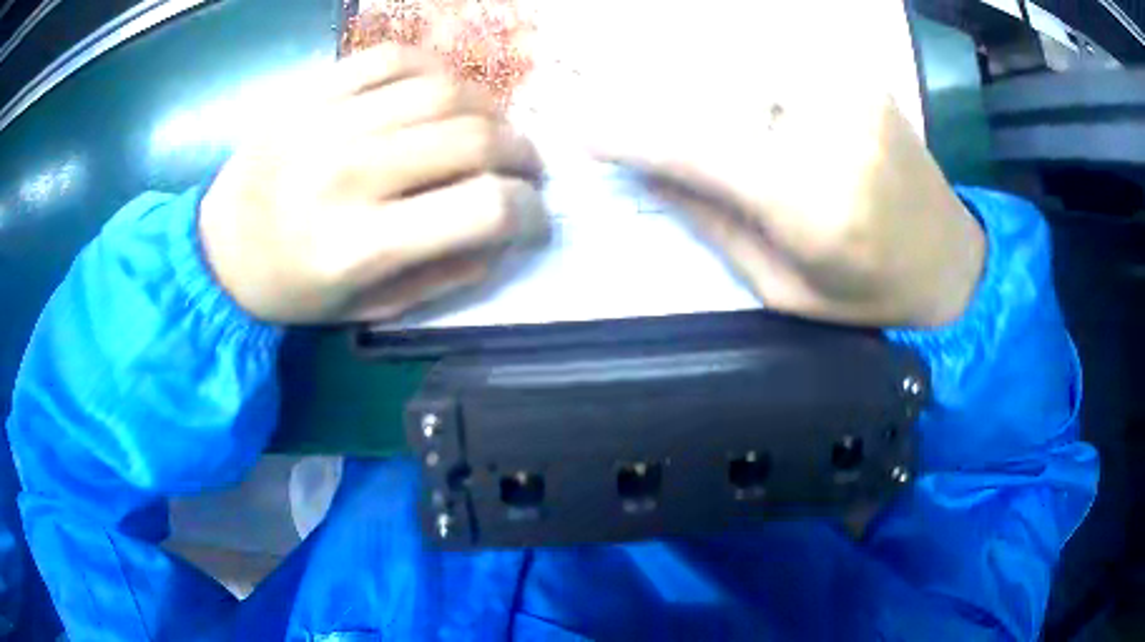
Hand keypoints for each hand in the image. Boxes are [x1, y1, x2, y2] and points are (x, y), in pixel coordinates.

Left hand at [199, 45, 548, 323]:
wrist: (218, 248)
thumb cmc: (292, 289)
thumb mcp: (369, 309)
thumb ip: (445, 274)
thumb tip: (507, 230)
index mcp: (359, 244)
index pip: (482, 207)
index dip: (529, 210)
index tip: (534, 217)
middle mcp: (347, 173)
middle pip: (474, 136)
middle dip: (523, 153)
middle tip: (525, 168)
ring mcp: (327, 121)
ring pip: (444, 88)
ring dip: (488, 108)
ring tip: (490, 129)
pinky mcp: (313, 91)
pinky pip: (395, 57)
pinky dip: (436, 69)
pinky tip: (441, 94)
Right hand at [584, 27, 983, 327]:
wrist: (952, 262)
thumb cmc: (872, 295)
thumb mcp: (784, 290)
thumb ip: (715, 223)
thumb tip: (649, 171)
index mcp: (810, 201)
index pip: (692, 148)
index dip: (627, 135)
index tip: (580, 131)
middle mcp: (829, 129)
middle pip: (710, 91)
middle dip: (651, 96)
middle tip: (612, 106)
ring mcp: (848, 91)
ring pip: (741, 64)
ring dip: (692, 77)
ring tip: (665, 96)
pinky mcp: (857, 76)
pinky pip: (778, 59)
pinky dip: (739, 67)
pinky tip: (732, 93)